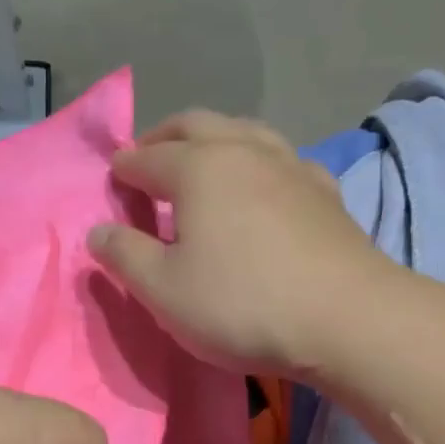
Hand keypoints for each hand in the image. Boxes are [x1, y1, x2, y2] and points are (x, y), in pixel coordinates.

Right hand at [86, 110, 389, 377]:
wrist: (346, 318)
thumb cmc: (241, 304)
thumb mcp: (164, 291)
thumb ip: (125, 256)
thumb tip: (98, 231)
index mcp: (199, 168)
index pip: (148, 158)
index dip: (124, 168)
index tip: (112, 178)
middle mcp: (245, 151)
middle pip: (197, 124)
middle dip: (165, 136)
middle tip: (149, 157)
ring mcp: (292, 167)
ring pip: (245, 131)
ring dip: (215, 139)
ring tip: (203, 163)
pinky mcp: (326, 192)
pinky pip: (282, 159)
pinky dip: (258, 162)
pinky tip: (262, 186)